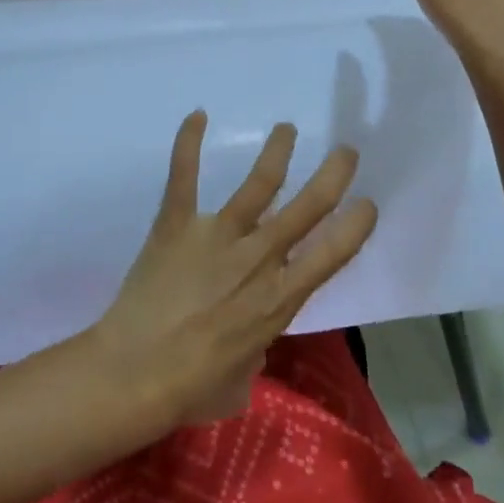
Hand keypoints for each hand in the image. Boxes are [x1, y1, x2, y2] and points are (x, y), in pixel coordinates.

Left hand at [86, 112, 377, 432]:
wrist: (135, 372)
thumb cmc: (192, 387)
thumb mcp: (242, 379)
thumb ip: (254, 350)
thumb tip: (247, 341)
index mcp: (279, 299)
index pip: (331, 253)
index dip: (355, 226)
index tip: (368, 204)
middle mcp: (258, 258)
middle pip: (306, 208)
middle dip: (333, 176)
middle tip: (346, 153)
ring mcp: (216, 236)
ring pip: (258, 184)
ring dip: (277, 152)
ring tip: (287, 128)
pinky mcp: (175, 224)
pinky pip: (183, 176)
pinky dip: (187, 143)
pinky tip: (197, 115)